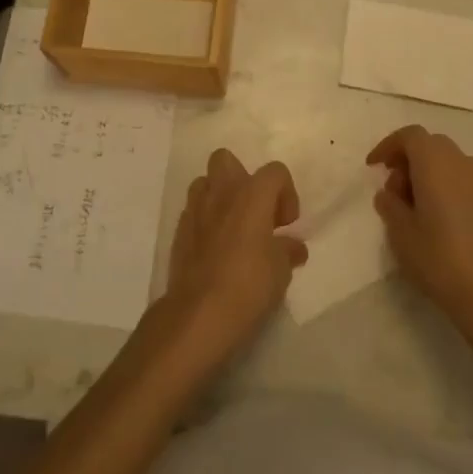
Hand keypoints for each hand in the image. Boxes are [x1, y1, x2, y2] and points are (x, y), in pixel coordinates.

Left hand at [162, 150, 306, 364]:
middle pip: (227, 159)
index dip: (286, 194)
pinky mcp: (179, 231)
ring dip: (219, 197)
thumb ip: (288, 250)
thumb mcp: (281, 271)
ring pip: (204, 183)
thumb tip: (294, 246)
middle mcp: (222, 192)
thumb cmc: (248, 285)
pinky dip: (205, 221)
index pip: (275, 172)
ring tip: (232, 228)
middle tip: (255, 213)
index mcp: (252, 194)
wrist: (199, 313)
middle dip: (241, 179)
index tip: (286, 225)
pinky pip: (193, 212)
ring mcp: (196, 209)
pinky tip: (214, 249)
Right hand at [368, 126, 472, 343]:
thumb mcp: (400, 233)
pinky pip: (469, 182)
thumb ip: (390, 204)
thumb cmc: (439, 258)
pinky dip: (452, 188)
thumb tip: (389, 193)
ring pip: (452, 163)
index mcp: (435, 162)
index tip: (375, 167)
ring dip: (432, 174)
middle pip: (431, 145)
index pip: (409, 136)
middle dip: (410, 160)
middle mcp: (462, 162)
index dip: (388, 146)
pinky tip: (447, 220)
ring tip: (421, 207)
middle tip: (396, 190)